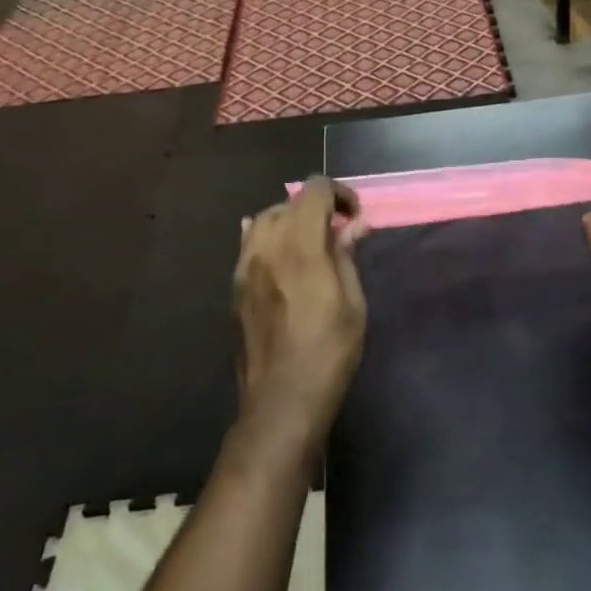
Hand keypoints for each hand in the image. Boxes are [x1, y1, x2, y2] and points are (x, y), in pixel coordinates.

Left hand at [232, 177, 368, 459]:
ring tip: (311, 245)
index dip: (340, 193)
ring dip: (291, 221)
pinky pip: (249, 243)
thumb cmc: (329, 352)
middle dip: (317, 207)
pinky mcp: (235, 286)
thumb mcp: (353, 303)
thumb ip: (347, 256)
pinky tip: (283, 257)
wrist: (282, 399)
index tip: (355, 217)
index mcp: (300, 246)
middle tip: (338, 233)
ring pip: (266, 219)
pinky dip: (269, 238)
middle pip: (289, 202)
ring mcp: (245, 266)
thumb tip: (353, 224)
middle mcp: (267, 246)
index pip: (315, 190)